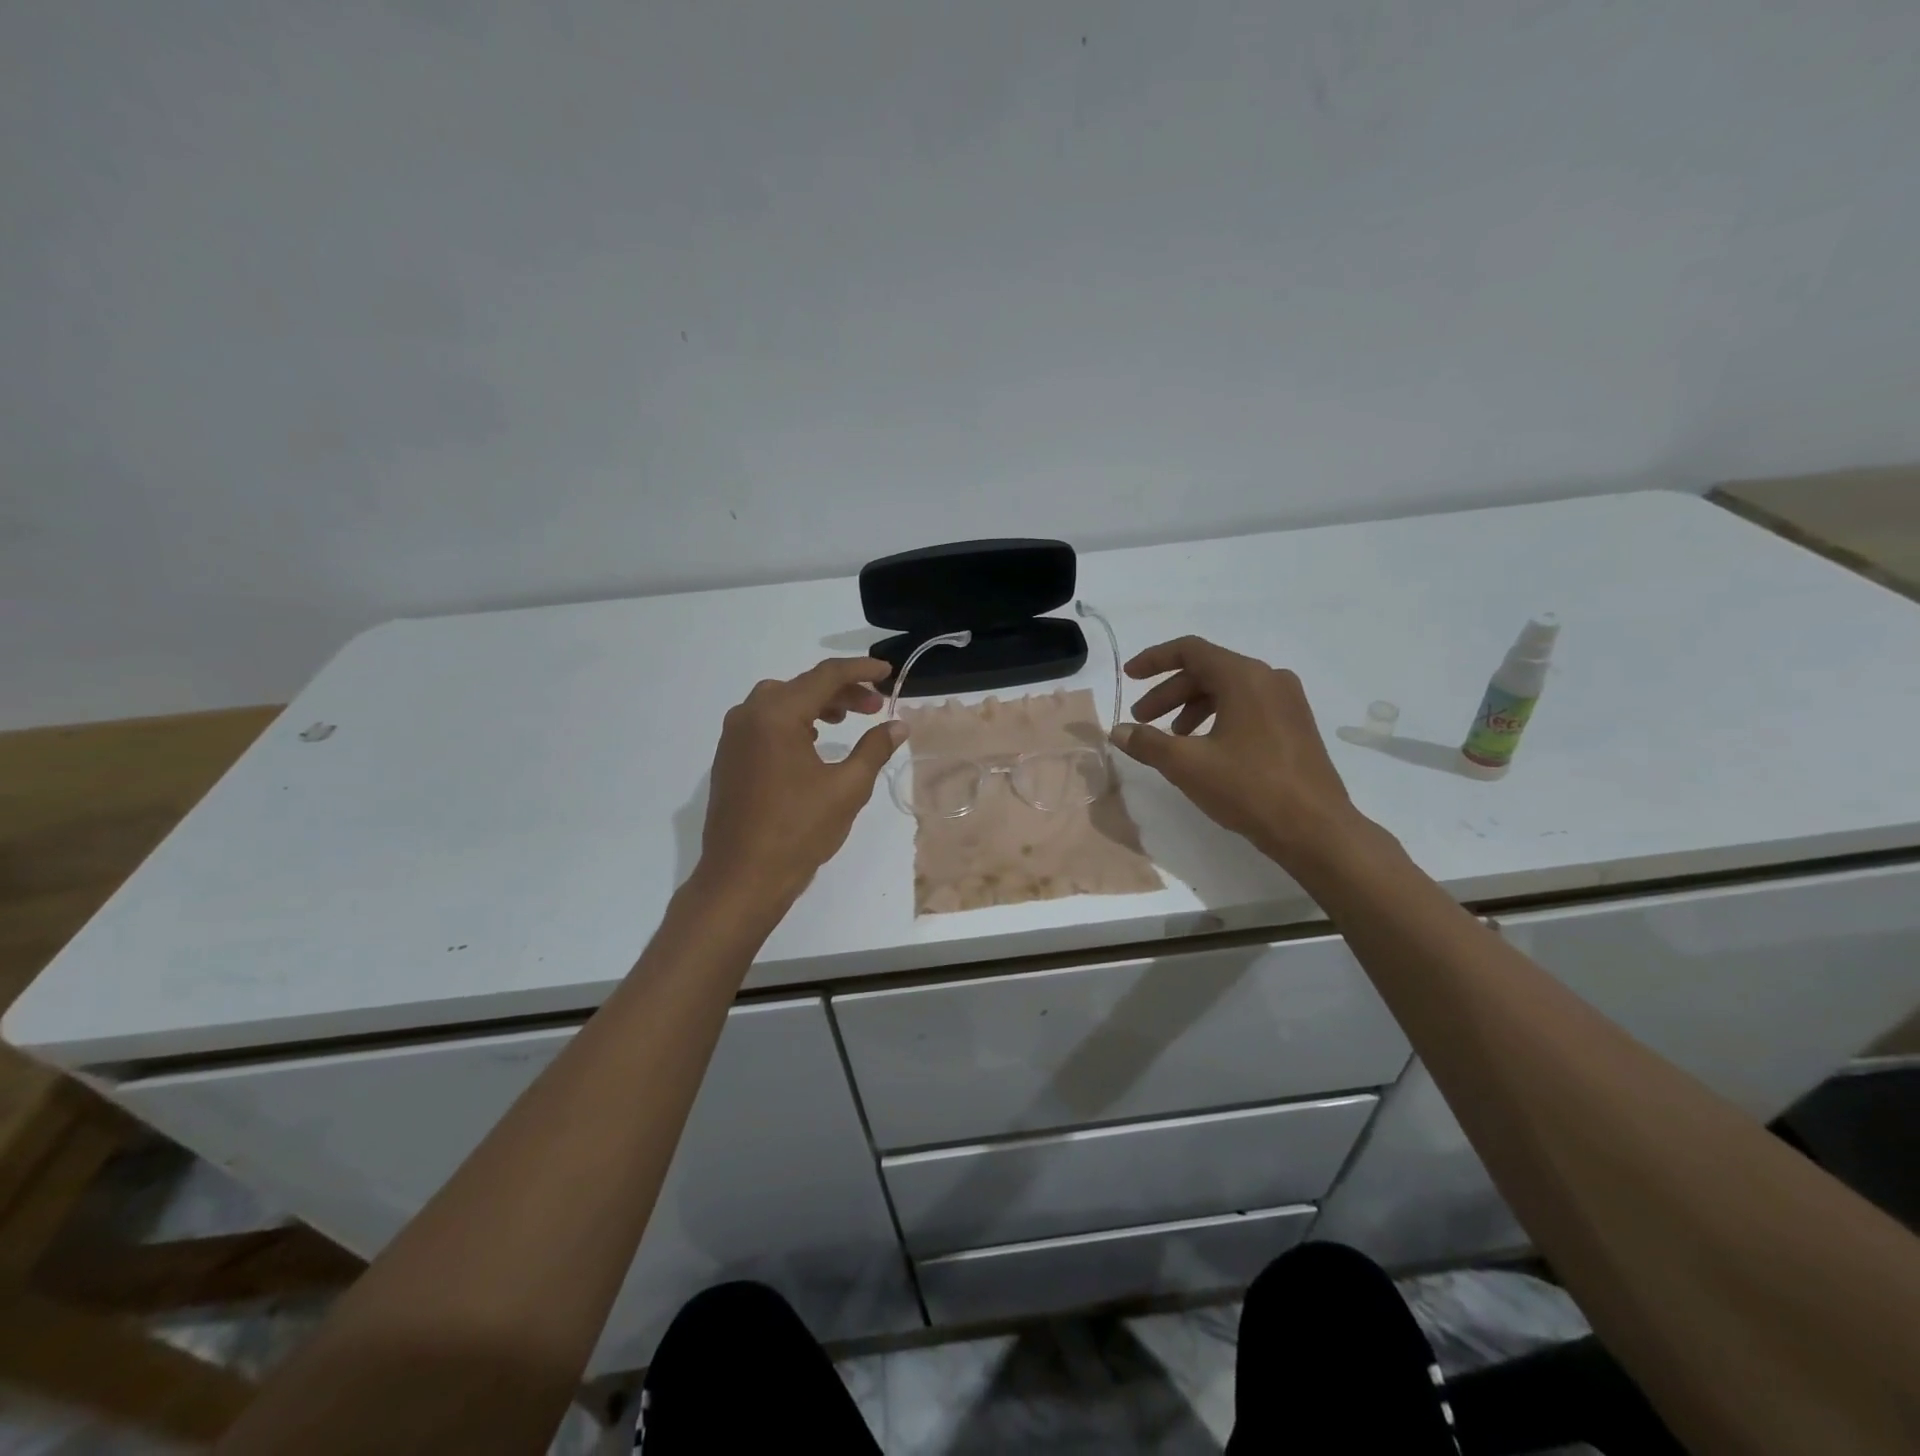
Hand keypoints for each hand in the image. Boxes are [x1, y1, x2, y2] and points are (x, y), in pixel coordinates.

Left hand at [694, 657, 905, 909]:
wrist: (742, 878)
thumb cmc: (798, 831)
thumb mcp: (847, 788)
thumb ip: (874, 749)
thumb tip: (898, 726)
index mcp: (777, 715)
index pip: (825, 676)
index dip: (861, 671)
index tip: (888, 672)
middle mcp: (749, 715)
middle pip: (801, 685)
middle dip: (841, 691)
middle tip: (875, 706)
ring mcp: (734, 737)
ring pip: (780, 702)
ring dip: (816, 705)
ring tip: (846, 721)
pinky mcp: (729, 758)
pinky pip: (764, 723)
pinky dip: (793, 721)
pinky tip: (813, 744)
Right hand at [1111, 635, 1358, 865]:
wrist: (1316, 829)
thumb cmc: (1248, 788)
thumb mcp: (1187, 765)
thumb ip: (1147, 742)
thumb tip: (1117, 731)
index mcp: (1245, 677)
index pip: (1190, 650)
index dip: (1153, 660)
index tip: (1129, 677)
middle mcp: (1269, 679)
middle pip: (1207, 671)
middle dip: (1168, 693)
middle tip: (1142, 720)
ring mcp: (1287, 702)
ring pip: (1228, 690)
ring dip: (1191, 708)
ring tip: (1172, 739)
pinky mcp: (1295, 725)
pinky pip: (1247, 707)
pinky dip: (1218, 718)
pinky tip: (1205, 749)